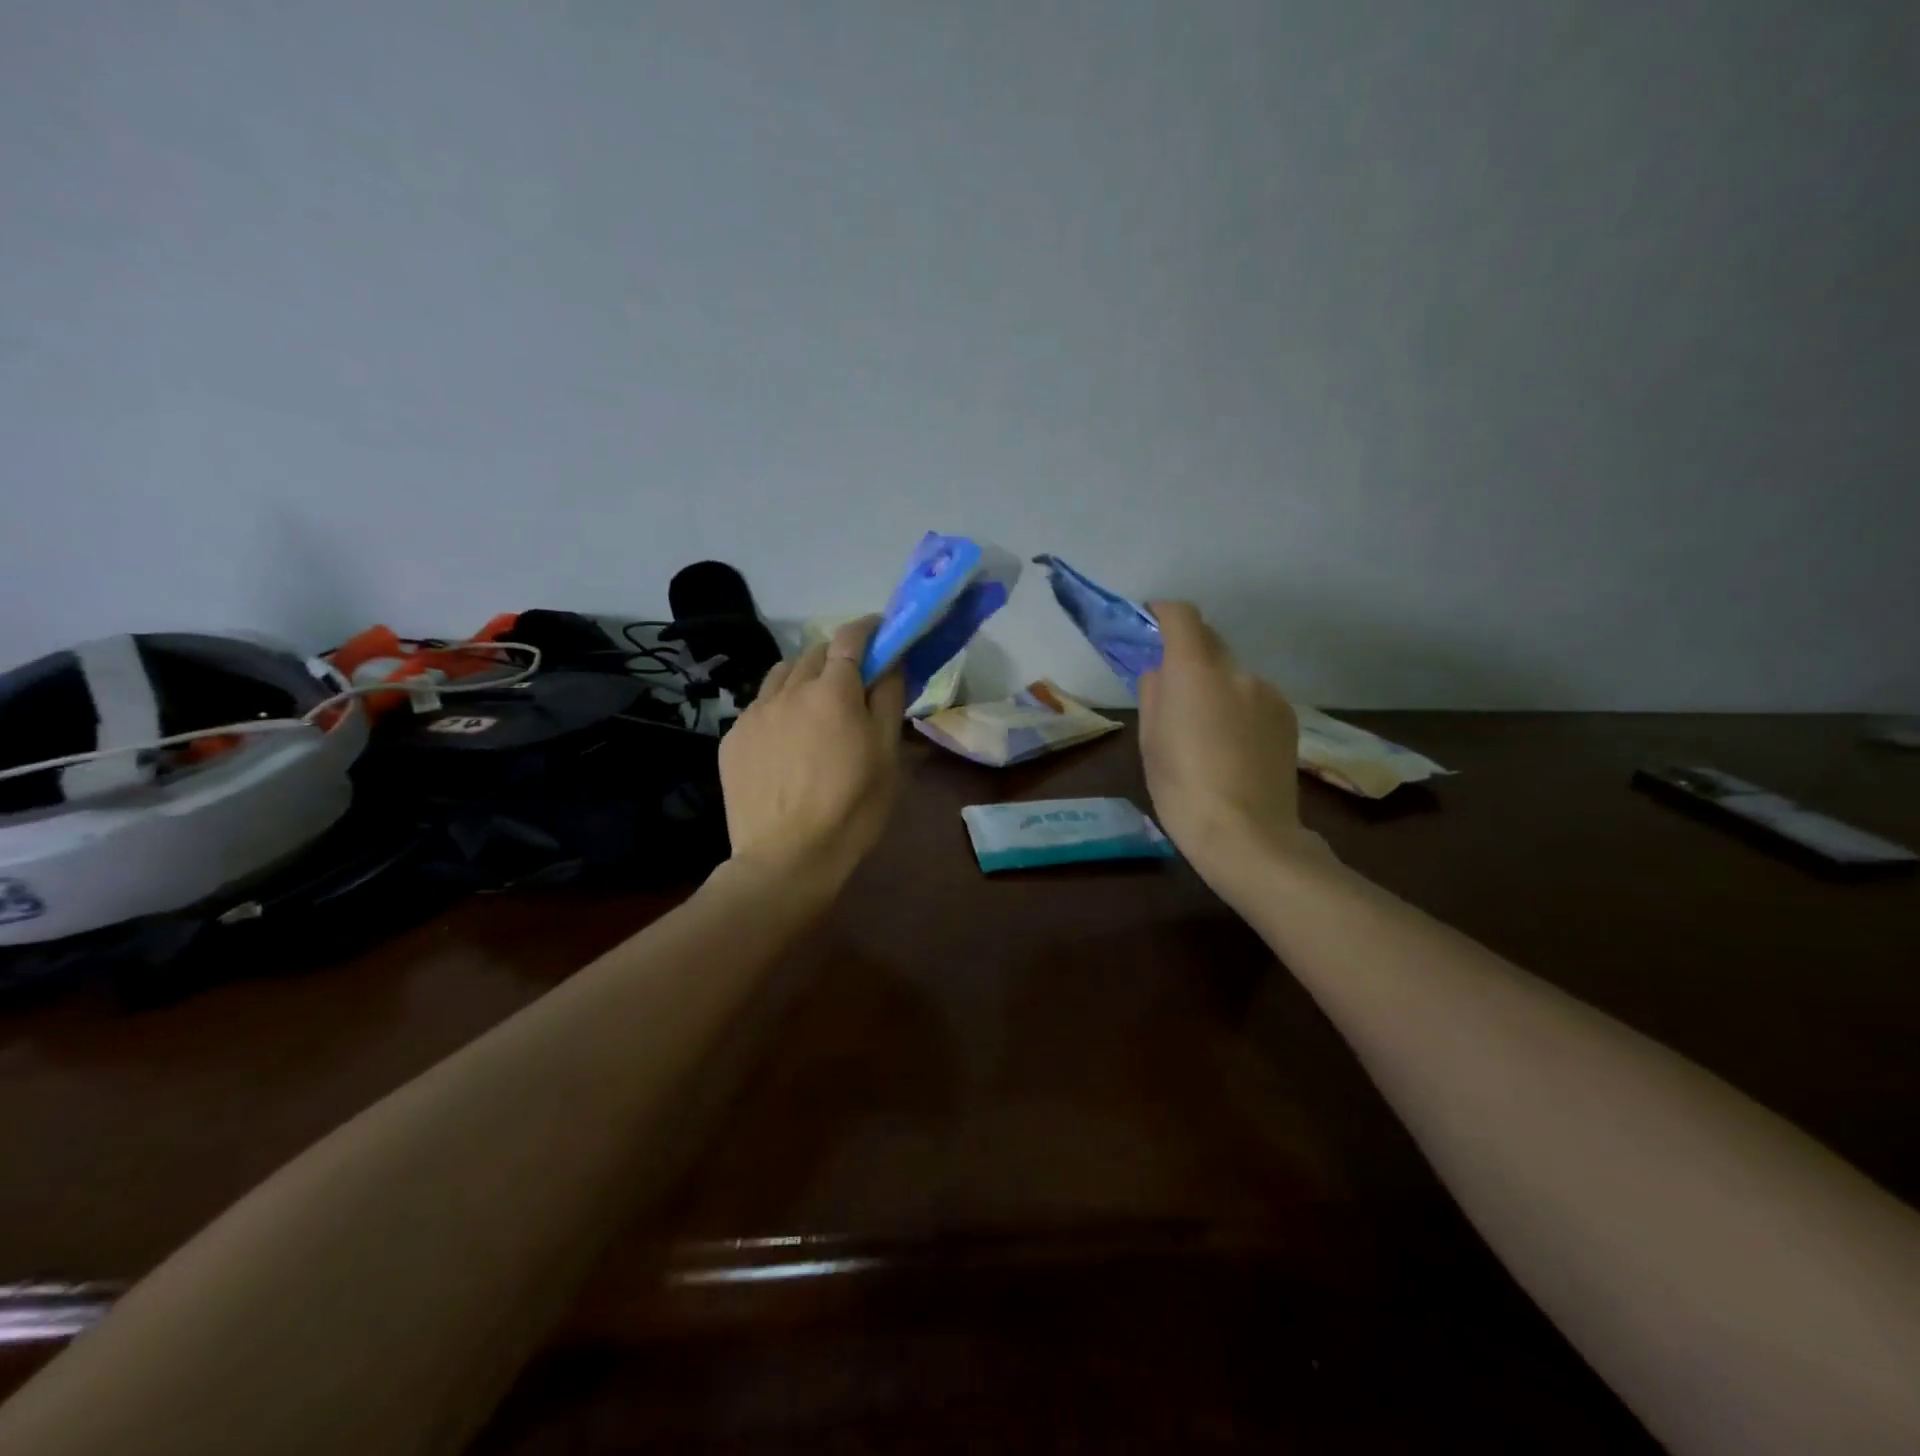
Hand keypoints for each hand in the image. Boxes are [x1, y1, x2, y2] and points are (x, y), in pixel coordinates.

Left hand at [718, 616, 906, 892]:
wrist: (785, 859)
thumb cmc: (851, 810)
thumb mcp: (887, 758)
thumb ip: (888, 701)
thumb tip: (890, 665)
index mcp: (833, 692)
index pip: (850, 637)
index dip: (868, 628)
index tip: (881, 632)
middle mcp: (789, 691)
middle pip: (815, 652)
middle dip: (838, 656)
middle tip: (854, 682)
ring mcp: (754, 713)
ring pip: (782, 674)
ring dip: (804, 677)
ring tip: (816, 706)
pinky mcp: (732, 738)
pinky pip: (760, 705)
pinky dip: (779, 706)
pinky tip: (787, 740)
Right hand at [1138, 602, 1324, 895]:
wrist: (1247, 834)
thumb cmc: (1182, 788)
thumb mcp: (1150, 742)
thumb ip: (1154, 695)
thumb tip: (1160, 673)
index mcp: (1195, 673)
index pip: (1184, 617)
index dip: (1166, 612)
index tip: (1153, 619)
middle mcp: (1237, 672)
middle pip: (1211, 643)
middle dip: (1190, 653)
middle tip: (1173, 685)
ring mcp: (1268, 693)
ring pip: (1234, 674)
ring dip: (1216, 684)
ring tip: (1206, 728)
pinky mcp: (1288, 717)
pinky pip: (1255, 697)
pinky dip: (1239, 706)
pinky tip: (1233, 744)